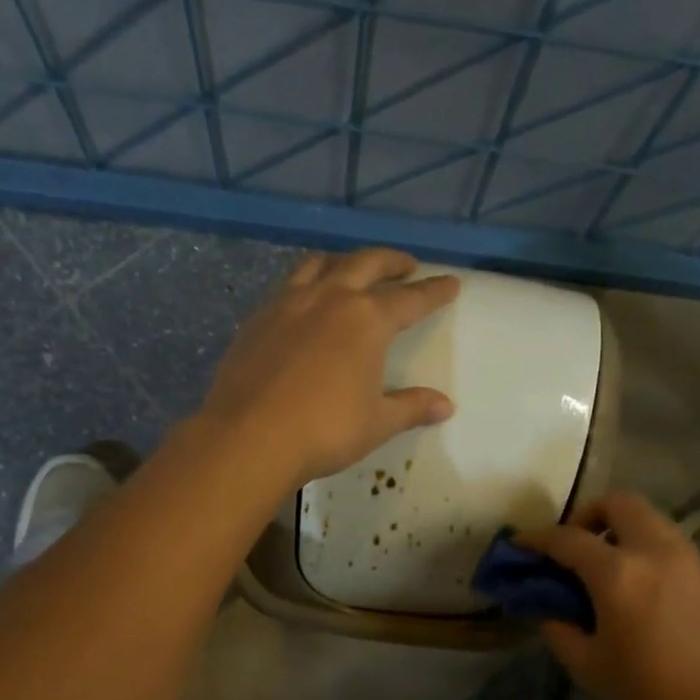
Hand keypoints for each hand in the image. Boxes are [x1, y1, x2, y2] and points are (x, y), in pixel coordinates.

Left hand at [199, 248, 460, 487]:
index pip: (410, 298)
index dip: (433, 292)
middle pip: (366, 264)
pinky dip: (308, 283)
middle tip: (406, 266)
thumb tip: (445, 406)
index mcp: (366, 319)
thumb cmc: (325, 431)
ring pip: (321, 264)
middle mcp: (329, 298)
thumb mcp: (377, 423)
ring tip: (354, 270)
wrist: (249, 438)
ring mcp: (288, 304)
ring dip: (345, 261)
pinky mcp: (257, 319)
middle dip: (391, 262)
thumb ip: (411, 407)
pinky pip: (288, 286)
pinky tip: (306, 302)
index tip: (450, 283)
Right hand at [518, 493, 699, 699]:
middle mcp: (658, 552)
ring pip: (652, 521)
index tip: (520, 545)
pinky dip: (649, 554)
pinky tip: (645, 595)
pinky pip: (674, 548)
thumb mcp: (589, 667)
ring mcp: (693, 562)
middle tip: (575, 548)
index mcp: (619, 573)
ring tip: (608, 570)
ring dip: (622, 531)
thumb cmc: (651, 696)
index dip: (537, 539)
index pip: (567, 539)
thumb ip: (559, 629)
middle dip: (589, 516)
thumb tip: (547, 609)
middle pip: (620, 503)